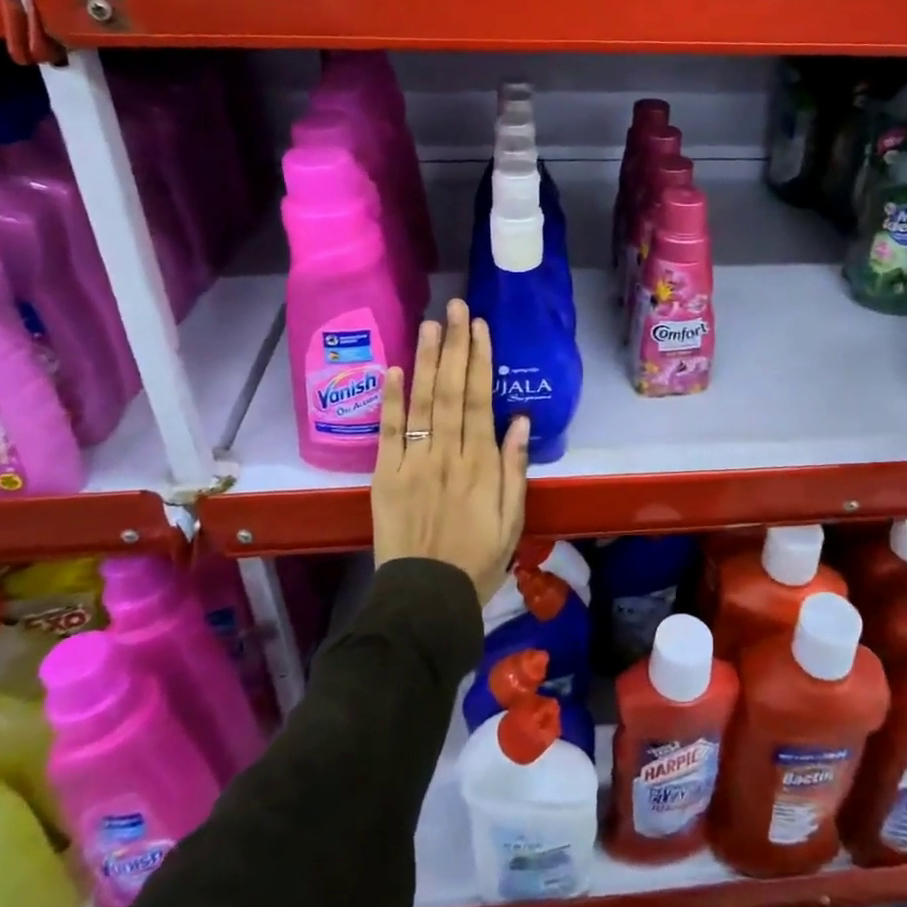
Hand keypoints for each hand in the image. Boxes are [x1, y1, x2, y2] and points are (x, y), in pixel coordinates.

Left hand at [372, 298, 531, 604]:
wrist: (426, 599)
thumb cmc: (478, 558)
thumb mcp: (513, 519)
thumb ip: (515, 467)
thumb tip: (520, 419)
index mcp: (481, 464)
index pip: (480, 400)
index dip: (480, 361)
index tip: (480, 327)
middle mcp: (447, 454)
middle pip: (451, 391)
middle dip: (455, 346)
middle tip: (456, 307)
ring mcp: (413, 463)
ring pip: (421, 403)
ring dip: (425, 360)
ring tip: (430, 324)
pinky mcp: (385, 477)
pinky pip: (388, 433)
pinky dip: (390, 400)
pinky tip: (393, 369)